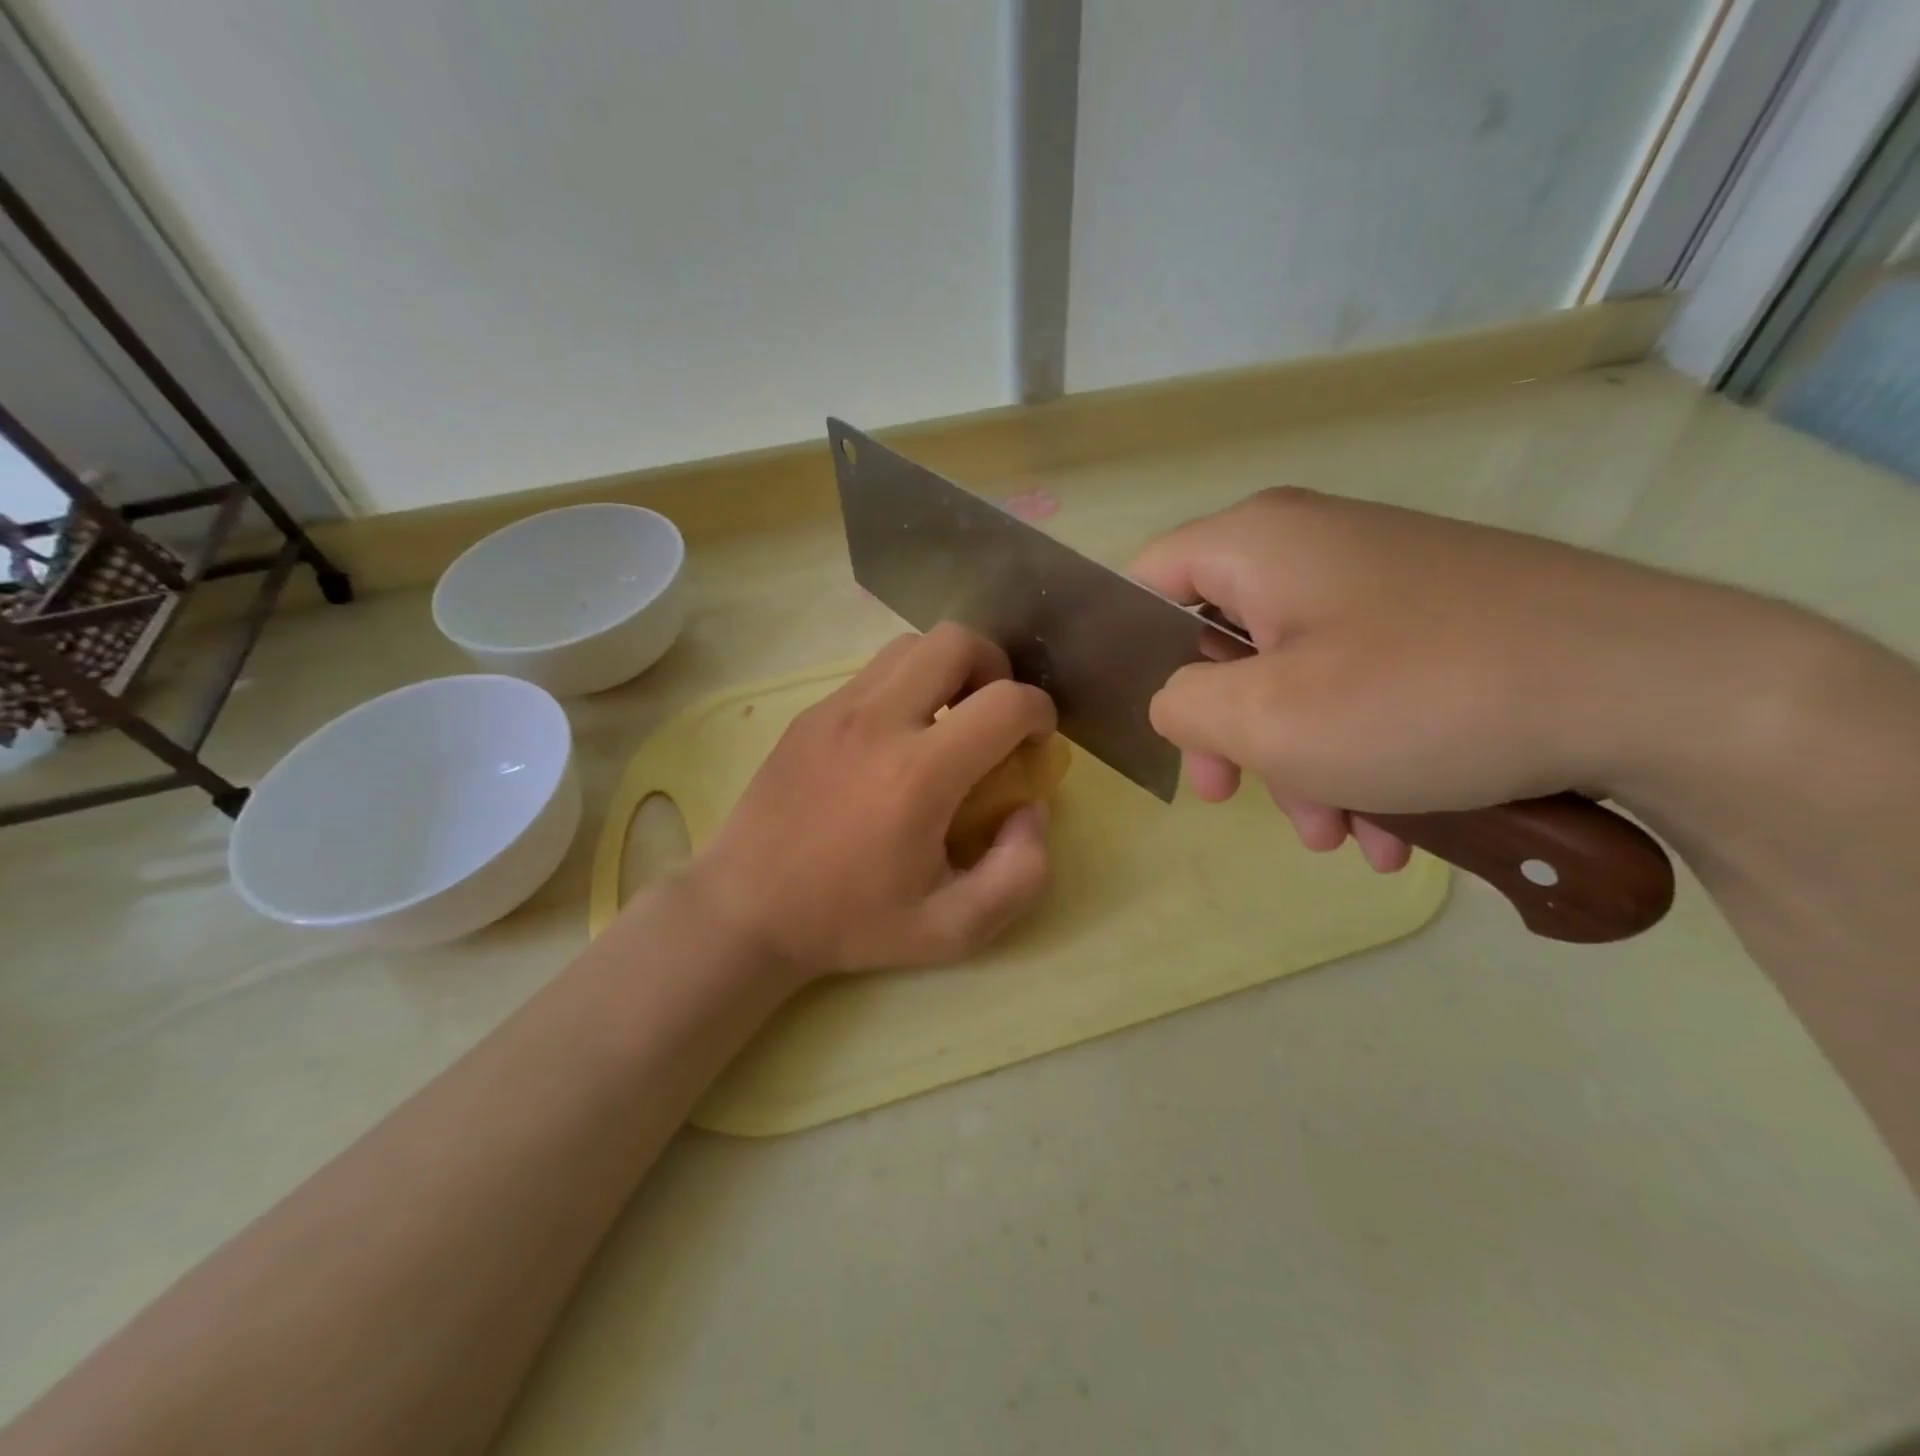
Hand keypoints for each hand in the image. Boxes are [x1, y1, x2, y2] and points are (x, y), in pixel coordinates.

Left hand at [687, 624, 1057, 979]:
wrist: (747, 908)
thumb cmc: (851, 922)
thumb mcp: (954, 929)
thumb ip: (1020, 874)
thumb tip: (1031, 809)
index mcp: (918, 774)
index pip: (1006, 703)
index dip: (1040, 714)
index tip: (1036, 744)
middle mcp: (877, 722)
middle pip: (956, 641)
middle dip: (995, 668)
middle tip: (993, 718)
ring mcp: (836, 708)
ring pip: (911, 646)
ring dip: (948, 671)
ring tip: (948, 722)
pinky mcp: (810, 712)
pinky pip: (874, 672)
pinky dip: (906, 687)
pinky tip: (897, 741)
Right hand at [1131, 487, 1724, 870]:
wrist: (1660, 689)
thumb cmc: (1423, 697)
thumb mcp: (1267, 719)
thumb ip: (1182, 706)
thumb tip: (1175, 700)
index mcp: (1258, 545)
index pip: (1149, 582)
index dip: (1133, 654)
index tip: (1158, 727)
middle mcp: (1312, 548)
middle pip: (1222, 642)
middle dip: (1230, 734)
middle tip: (1234, 797)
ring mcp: (1381, 583)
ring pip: (1296, 676)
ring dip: (1301, 764)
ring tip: (1342, 839)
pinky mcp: (1436, 621)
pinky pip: (1361, 685)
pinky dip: (1359, 754)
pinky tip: (1395, 828)